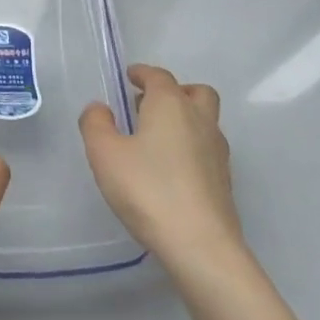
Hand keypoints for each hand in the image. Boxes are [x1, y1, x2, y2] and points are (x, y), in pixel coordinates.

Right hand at [80, 67, 244, 272]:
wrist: (200, 245)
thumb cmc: (147, 189)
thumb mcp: (104, 153)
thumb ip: (96, 123)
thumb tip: (100, 108)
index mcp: (171, 105)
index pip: (159, 76)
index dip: (142, 73)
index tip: (130, 77)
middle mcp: (200, 120)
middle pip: (196, 93)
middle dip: (174, 91)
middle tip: (149, 105)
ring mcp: (218, 152)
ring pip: (205, 121)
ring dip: (185, 119)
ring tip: (156, 138)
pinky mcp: (224, 181)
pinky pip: (207, 149)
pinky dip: (191, 147)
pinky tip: (170, 169)